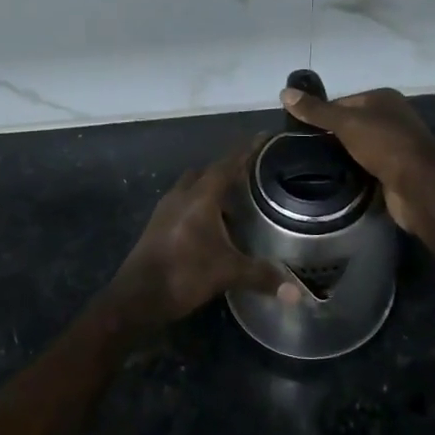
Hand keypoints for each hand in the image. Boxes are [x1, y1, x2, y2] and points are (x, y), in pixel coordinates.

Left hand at [108, 145, 301, 322]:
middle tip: (252, 175)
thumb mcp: (227, 273)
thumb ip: (262, 276)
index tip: (263, 137)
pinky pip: (183, 204)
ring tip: (236, 203)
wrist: (136, 297)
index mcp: (199, 197)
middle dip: (228, 170)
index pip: (226, 164)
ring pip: (192, 188)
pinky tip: (213, 226)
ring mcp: (165, 210)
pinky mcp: (157, 225)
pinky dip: (200, 206)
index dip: (246, 151)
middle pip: (207, 172)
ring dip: (211, 190)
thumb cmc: (183, 275)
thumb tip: (297, 293)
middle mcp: (181, 196)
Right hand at [279, 85, 434, 237]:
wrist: (419, 186)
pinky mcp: (394, 171)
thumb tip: (284, 93)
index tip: (299, 130)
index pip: (342, 102)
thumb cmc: (384, 144)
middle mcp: (391, 118)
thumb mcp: (346, 123)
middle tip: (303, 150)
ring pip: (358, 147)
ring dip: (341, 156)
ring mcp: (394, 146)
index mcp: (383, 99)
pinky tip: (335, 178)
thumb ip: (316, 111)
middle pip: (350, 124)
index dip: (321, 114)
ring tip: (313, 165)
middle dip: (330, 137)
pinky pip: (366, 167)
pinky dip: (353, 171)